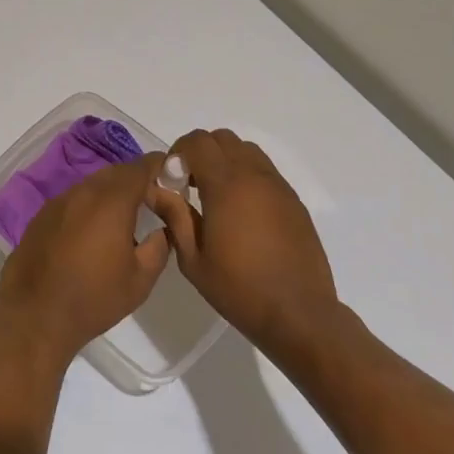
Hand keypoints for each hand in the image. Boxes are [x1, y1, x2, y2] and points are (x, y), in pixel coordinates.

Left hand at [0, 155, 170, 372]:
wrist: (35, 316)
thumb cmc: (93, 299)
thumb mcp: (140, 279)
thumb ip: (158, 247)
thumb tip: (163, 230)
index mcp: (111, 202)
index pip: (140, 168)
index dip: (159, 167)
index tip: (173, 175)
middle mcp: (82, 192)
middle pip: (115, 173)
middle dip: (136, 180)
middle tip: (152, 200)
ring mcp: (57, 202)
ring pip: (92, 185)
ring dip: (111, 193)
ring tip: (125, 218)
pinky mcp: (41, 216)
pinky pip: (73, 200)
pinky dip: (89, 206)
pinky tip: (93, 232)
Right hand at [146, 129, 339, 363]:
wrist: (299, 314)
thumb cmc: (239, 289)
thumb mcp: (193, 259)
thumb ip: (174, 216)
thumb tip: (155, 189)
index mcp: (226, 186)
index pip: (198, 142)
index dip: (178, 152)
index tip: (171, 179)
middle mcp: (254, 176)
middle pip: (222, 138)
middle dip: (200, 152)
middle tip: (189, 184)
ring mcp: (278, 187)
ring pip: (246, 150)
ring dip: (225, 161)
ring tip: (215, 195)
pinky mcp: (293, 201)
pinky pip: (265, 171)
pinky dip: (246, 175)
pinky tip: (240, 211)